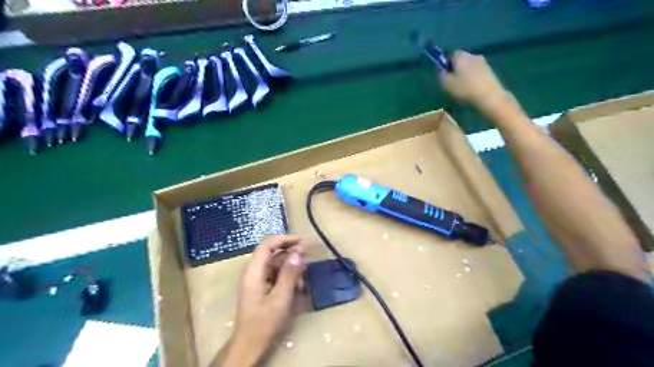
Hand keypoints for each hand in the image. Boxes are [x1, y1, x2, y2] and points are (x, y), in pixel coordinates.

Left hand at [222, 236, 306, 366]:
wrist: (249, 346)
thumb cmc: (264, 323)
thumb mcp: (280, 299)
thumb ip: (289, 274)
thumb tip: (298, 253)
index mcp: (254, 272)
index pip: (267, 245)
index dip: (284, 239)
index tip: (301, 240)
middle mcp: (254, 272)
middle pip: (272, 253)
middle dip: (290, 253)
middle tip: (307, 255)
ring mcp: (258, 280)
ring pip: (276, 264)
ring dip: (291, 268)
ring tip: (303, 279)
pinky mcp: (262, 288)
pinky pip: (276, 275)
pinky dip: (288, 277)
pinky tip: (297, 286)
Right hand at [438, 51, 516, 115]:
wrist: (490, 97)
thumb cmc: (464, 89)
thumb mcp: (446, 84)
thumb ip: (441, 74)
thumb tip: (441, 69)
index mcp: (461, 56)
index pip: (451, 55)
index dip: (447, 64)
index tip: (445, 76)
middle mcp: (473, 55)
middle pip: (462, 61)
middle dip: (457, 70)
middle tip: (453, 84)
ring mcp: (484, 63)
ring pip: (470, 68)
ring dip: (466, 76)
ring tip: (463, 90)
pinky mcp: (491, 72)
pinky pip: (478, 74)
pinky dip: (474, 80)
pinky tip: (473, 91)